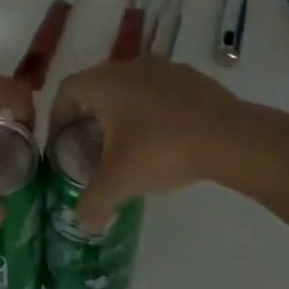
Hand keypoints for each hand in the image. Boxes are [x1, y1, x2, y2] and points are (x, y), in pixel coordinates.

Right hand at [51, 55, 244, 230]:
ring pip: (129, 89)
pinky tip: (164, 140)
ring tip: (129, 147)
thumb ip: (94, 202)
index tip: (61, 143)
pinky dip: (152, 112)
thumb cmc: (162, 149)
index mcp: (104, 82)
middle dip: (90, 119)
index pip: (66, 91)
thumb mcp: (120, 181)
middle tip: (92, 150)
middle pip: (97, 89)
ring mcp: (163, 68)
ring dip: (122, 114)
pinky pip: (159, 92)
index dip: (57, 117)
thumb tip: (82, 223)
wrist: (230, 137)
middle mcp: (129, 66)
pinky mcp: (191, 78)